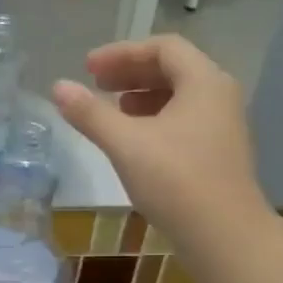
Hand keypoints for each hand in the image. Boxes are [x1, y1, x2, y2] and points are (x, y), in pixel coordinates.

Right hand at [51, 35, 268, 250]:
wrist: (224, 235)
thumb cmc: (176, 181)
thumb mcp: (125, 144)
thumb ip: (90, 113)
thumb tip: (58, 86)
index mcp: (204, 82)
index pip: (163, 48)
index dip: (122, 53)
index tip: (88, 68)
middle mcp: (219, 96)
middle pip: (173, 69)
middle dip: (130, 73)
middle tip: (95, 84)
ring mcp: (223, 126)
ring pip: (179, 97)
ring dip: (142, 96)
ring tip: (111, 109)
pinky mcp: (218, 153)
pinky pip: (184, 120)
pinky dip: (155, 119)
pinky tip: (134, 140)